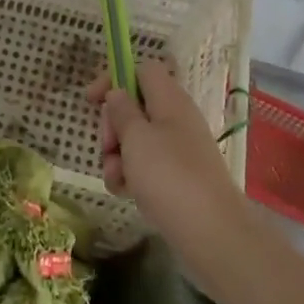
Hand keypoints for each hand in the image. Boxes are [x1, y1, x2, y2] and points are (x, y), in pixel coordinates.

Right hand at [91, 58, 246, 261]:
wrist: (211, 232)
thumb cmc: (169, 176)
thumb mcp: (136, 138)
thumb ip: (122, 111)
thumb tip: (118, 93)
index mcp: (170, 100)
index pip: (142, 70)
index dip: (115, 79)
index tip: (92, 100)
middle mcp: (176, 119)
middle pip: (135, 106)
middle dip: (113, 126)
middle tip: (108, 147)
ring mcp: (179, 150)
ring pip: (137, 140)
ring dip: (117, 156)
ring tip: (115, 179)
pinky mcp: (178, 177)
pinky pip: (147, 166)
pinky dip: (131, 175)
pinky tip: (125, 193)